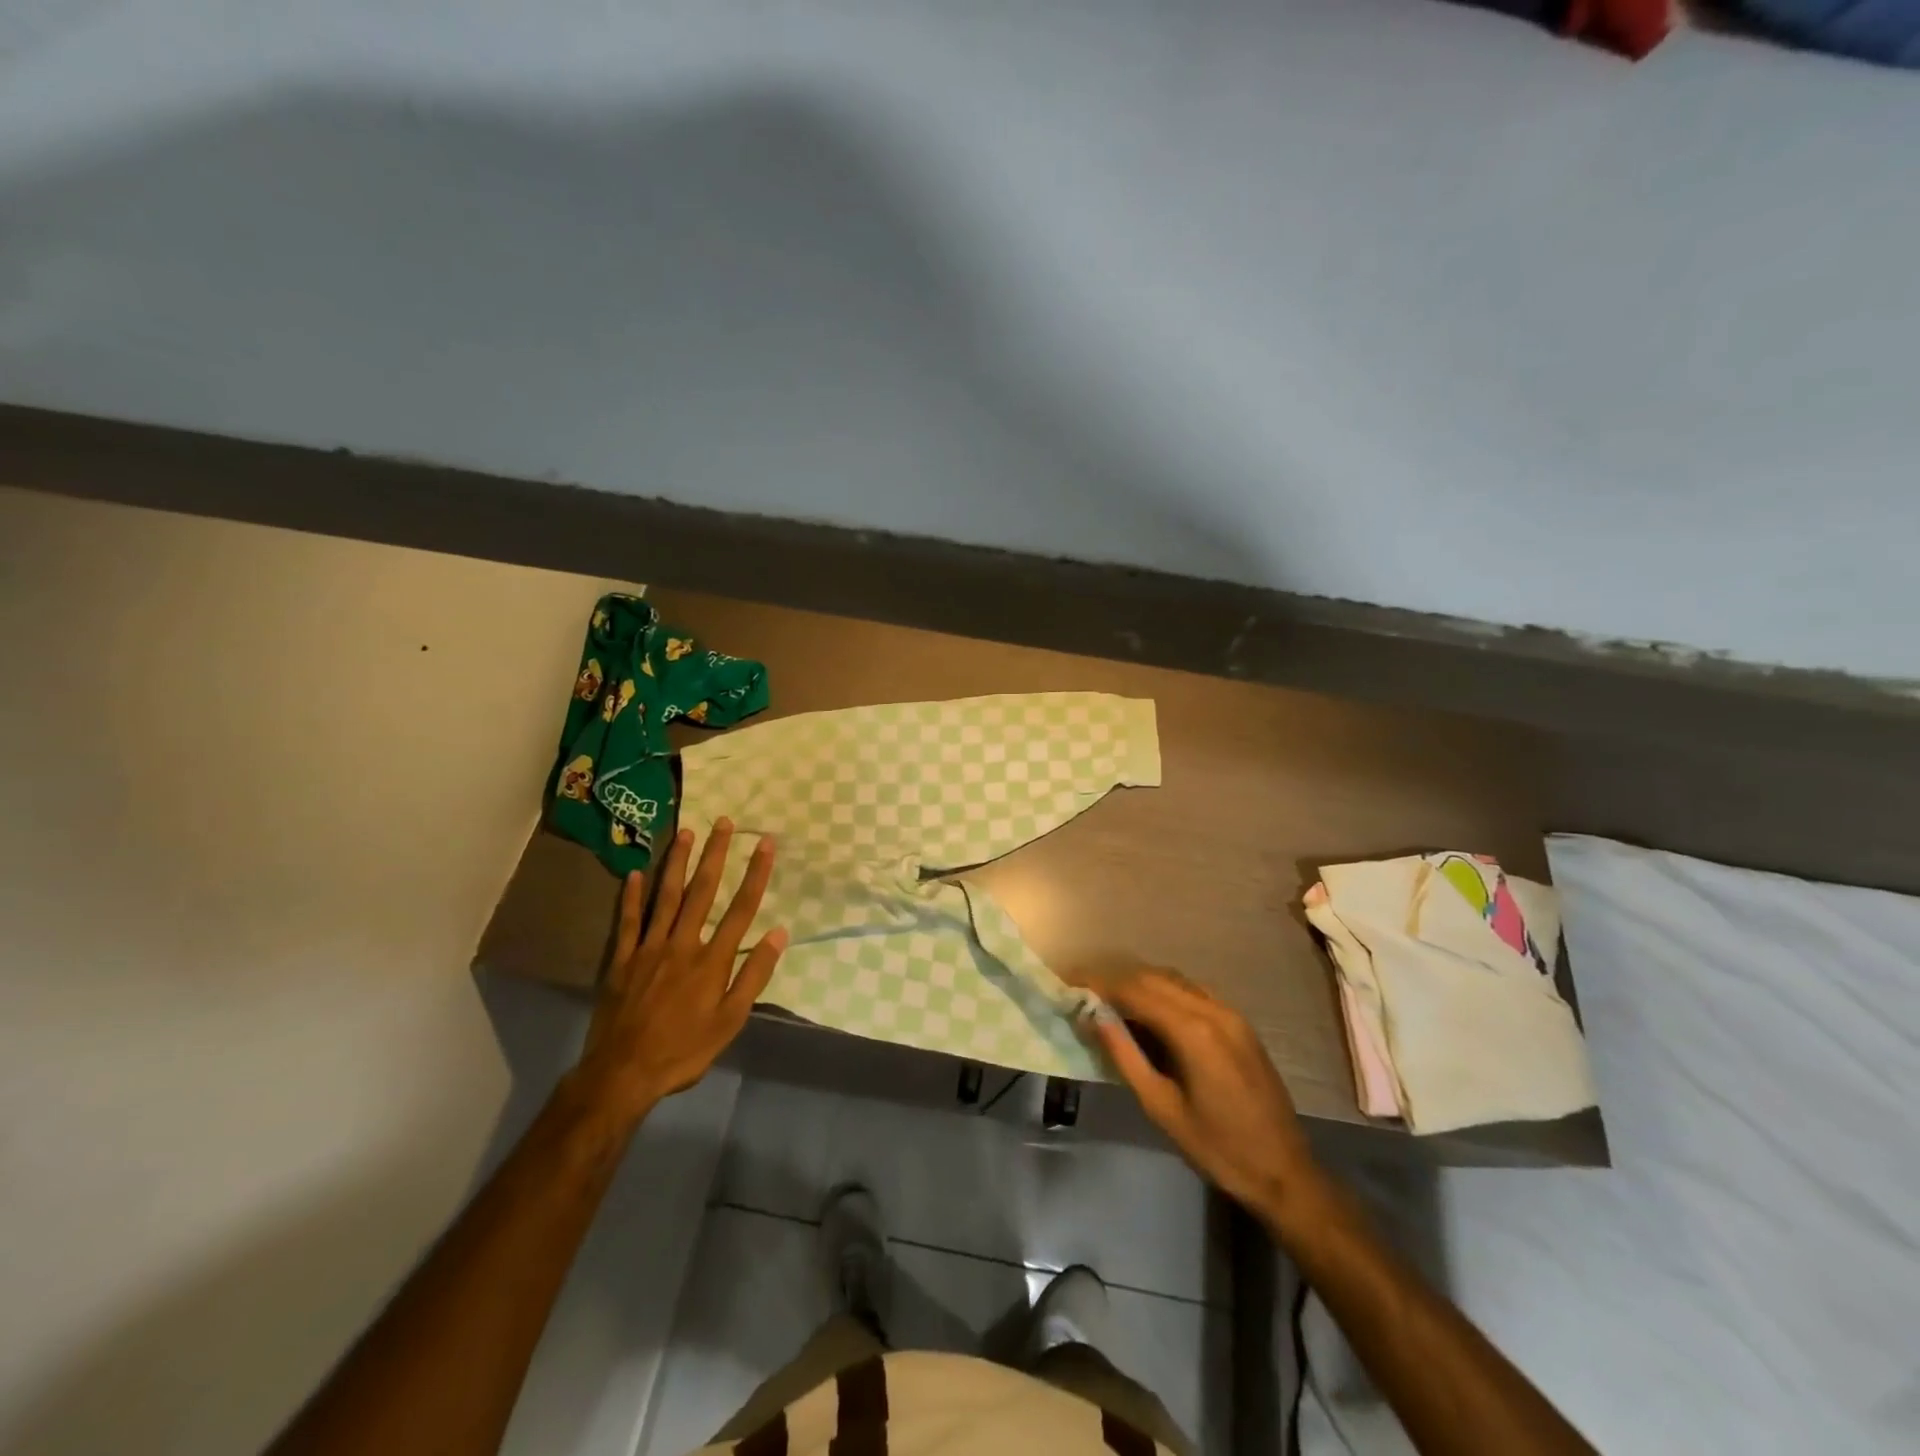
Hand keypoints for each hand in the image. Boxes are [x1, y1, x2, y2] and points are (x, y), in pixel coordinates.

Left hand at [572, 819, 787, 1122]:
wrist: (624, 1073)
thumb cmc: (685, 1050)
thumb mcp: (731, 1020)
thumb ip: (754, 974)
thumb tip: (779, 933)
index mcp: (713, 959)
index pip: (741, 908)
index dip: (756, 873)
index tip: (766, 843)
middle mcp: (683, 943)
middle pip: (703, 891)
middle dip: (716, 854)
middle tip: (723, 822)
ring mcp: (649, 948)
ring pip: (666, 896)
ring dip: (677, 862)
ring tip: (686, 831)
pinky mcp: (622, 959)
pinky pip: (628, 921)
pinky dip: (632, 896)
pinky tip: (635, 873)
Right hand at [1077, 967, 1318, 1218]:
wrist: (1285, 1173)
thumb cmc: (1217, 1148)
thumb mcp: (1161, 1107)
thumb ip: (1125, 1056)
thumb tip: (1092, 1017)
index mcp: (1193, 1030)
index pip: (1135, 991)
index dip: (1099, 984)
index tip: (1070, 983)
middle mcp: (1213, 1009)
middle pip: (1153, 978)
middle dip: (1116, 981)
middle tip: (1084, 992)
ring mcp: (1231, 1014)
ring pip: (1175, 981)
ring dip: (1140, 984)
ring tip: (1110, 1001)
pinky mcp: (1240, 1024)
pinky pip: (1194, 992)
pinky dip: (1166, 992)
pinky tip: (1150, 1012)